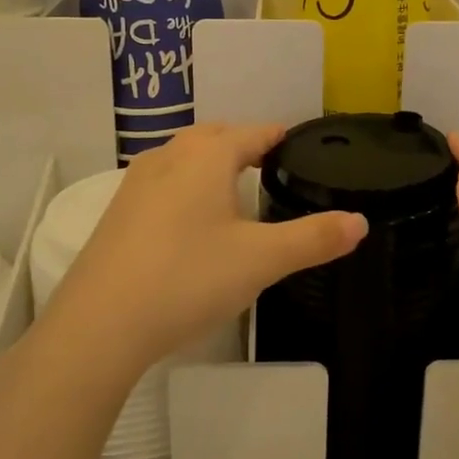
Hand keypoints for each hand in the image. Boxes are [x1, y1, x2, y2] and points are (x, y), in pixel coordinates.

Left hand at [49, 124, 366, 378]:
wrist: (99, 326)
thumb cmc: (188, 279)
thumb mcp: (261, 261)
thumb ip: (313, 238)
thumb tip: (359, 222)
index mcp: (206, 157)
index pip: (253, 132)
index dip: (279, 137)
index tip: (299, 146)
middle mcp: (169, 158)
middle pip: (214, 137)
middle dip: (243, 145)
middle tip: (271, 167)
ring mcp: (136, 184)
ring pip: (183, 157)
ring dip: (210, 163)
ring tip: (233, 190)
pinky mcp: (117, 214)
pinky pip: (161, 183)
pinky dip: (184, 187)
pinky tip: (190, 222)